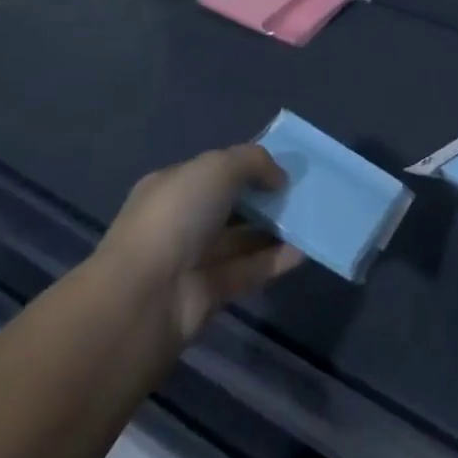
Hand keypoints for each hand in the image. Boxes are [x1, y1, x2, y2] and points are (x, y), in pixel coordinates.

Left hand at [93, 144, 302, 346]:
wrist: (146, 296)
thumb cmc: (177, 216)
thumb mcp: (218, 167)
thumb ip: (254, 161)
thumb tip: (278, 178)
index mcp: (172, 186)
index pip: (213, 171)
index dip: (247, 167)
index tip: (281, 169)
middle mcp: (180, 221)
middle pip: (230, 206)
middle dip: (264, 198)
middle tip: (302, 193)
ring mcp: (194, 260)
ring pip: (241, 239)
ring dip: (274, 229)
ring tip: (311, 218)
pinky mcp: (210, 294)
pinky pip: (249, 271)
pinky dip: (276, 261)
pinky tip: (305, 250)